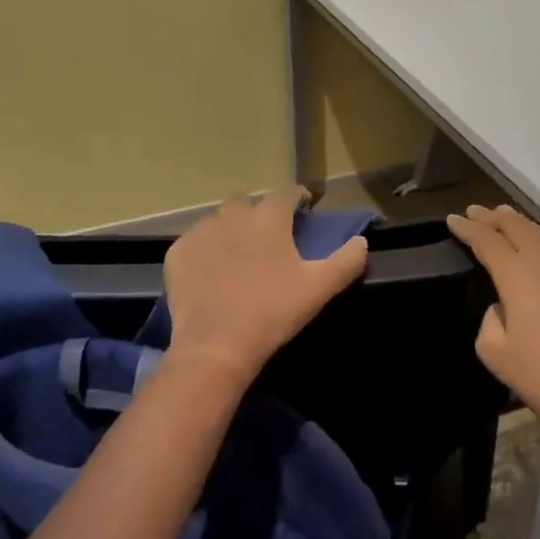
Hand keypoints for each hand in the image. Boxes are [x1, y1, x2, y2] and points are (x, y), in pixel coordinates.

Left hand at [164, 187, 367, 384]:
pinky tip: (211, 271)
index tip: (305, 208)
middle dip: (260, 213)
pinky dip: (205, 251)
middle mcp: (232, 215)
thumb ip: (346, 261)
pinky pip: (194, 243)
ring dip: (231, 230)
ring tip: (239, 254)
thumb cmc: (273, 311)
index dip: (298, 198)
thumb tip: (362, 242)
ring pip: (219, 220)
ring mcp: (200, 232)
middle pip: (248, 203)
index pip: (287, 193)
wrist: (216, 345)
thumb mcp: (320, 288)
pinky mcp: (178, 254)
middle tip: (269, 237)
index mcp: (268, 218)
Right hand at [445, 205, 539, 447]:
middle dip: (494, 218)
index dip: (468, 229)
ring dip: (524, 224)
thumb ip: (490, 320)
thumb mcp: (495, 353)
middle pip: (517, 229)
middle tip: (475, 211)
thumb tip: (503, 307)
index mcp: (518, 277)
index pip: (487, 242)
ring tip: (508, 216)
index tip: (452, 220)